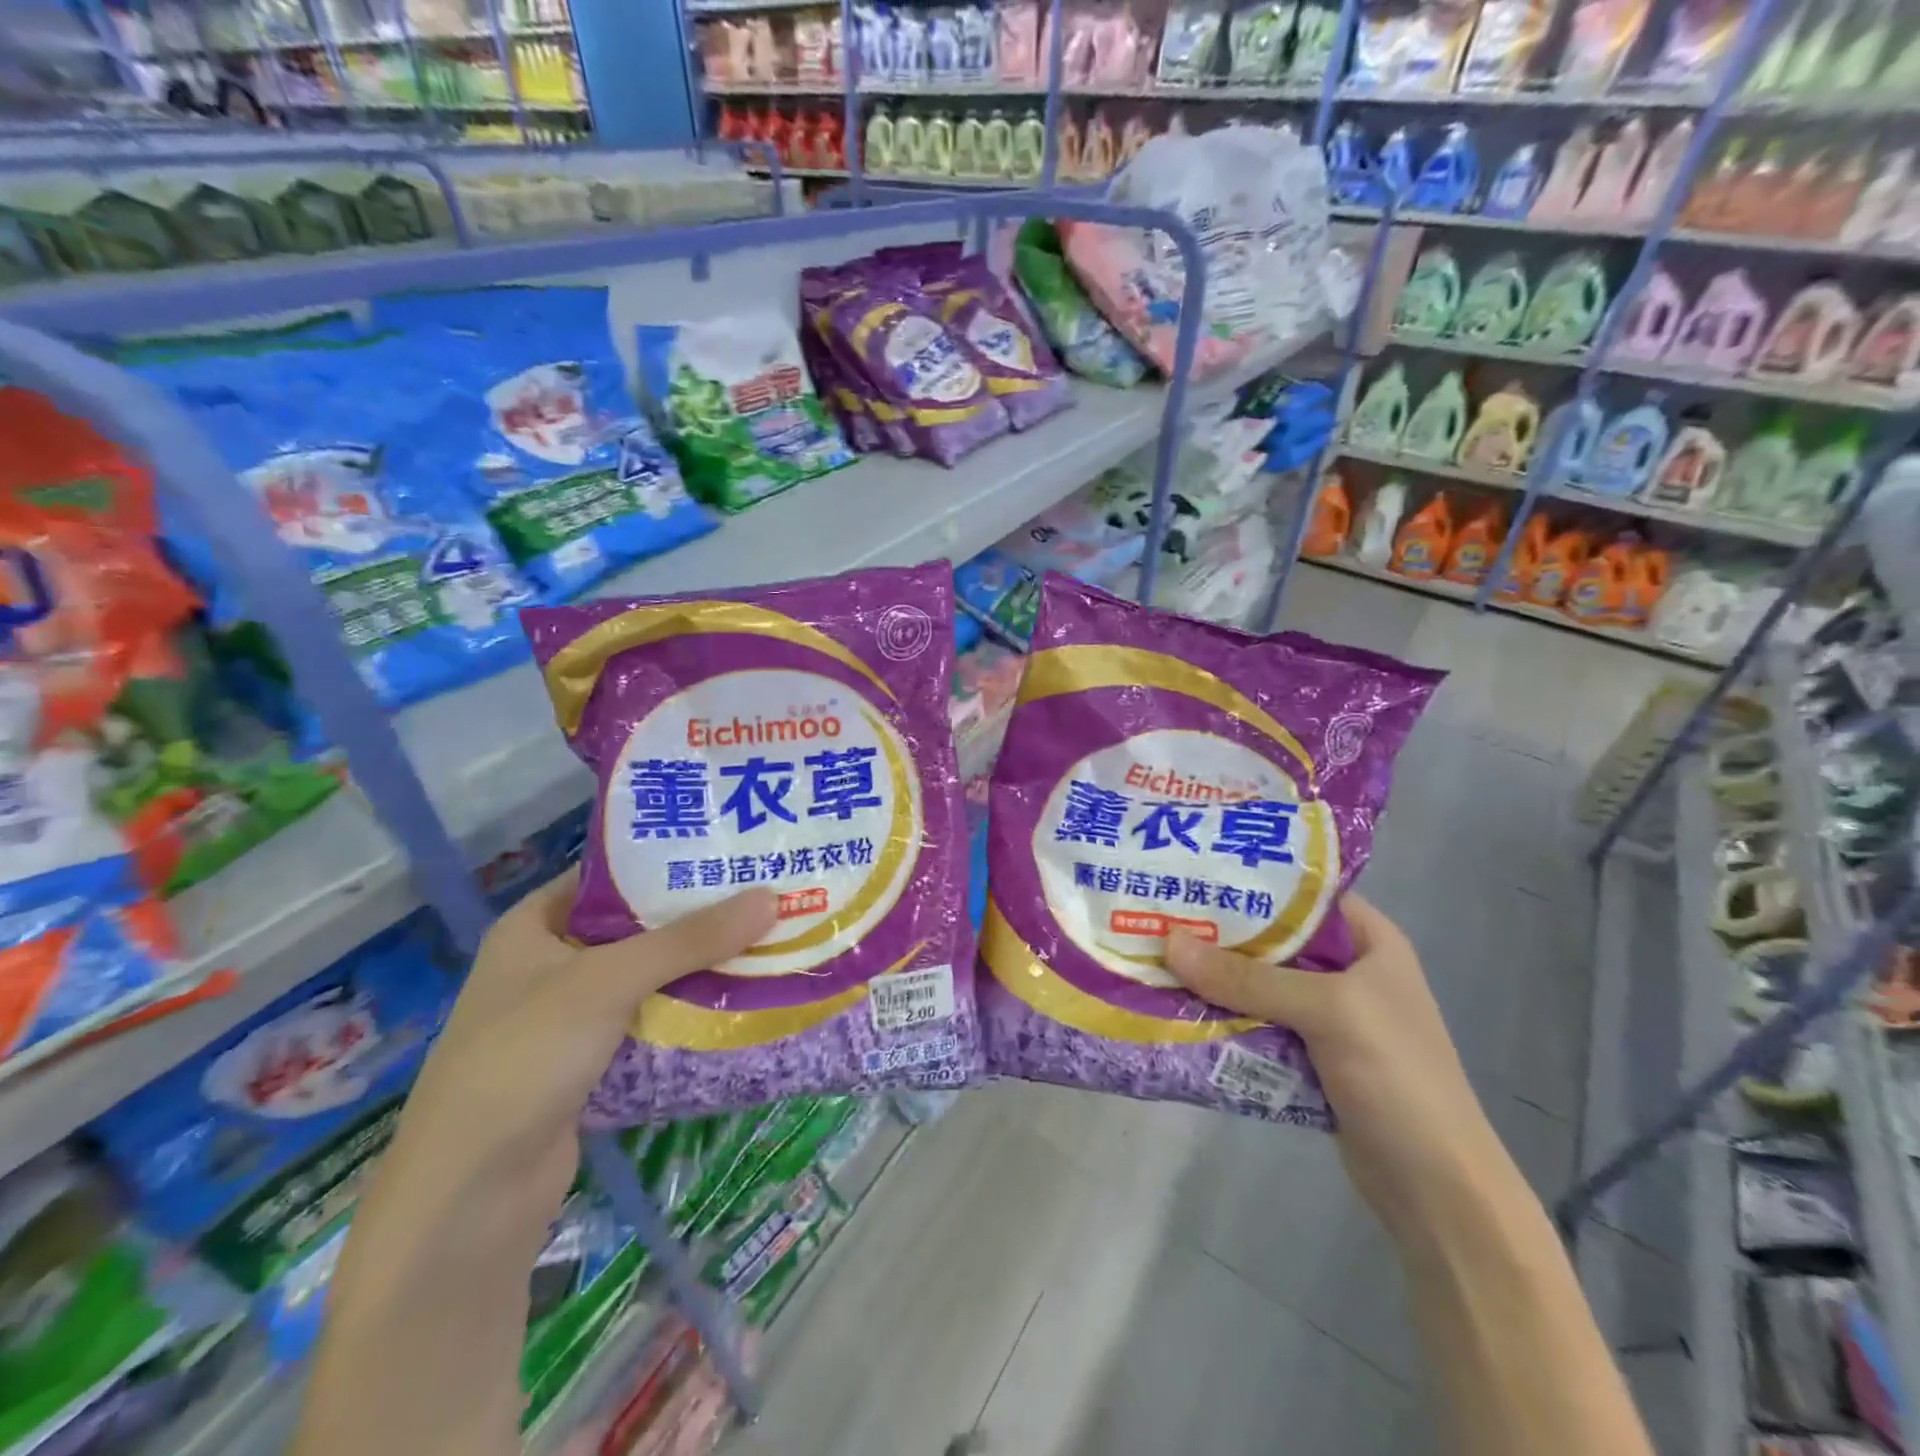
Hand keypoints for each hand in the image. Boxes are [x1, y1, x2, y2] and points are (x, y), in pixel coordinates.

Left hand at [382, 870, 778, 1241]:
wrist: (469, 1199)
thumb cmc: (525, 1059)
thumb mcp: (607, 982)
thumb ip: (689, 939)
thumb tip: (771, 898)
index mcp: (534, 926)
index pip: (609, 876)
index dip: (665, 860)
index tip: (728, 851)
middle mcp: (549, 965)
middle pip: (636, 927)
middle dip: (695, 918)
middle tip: (761, 897)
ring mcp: (569, 1019)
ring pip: (648, 978)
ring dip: (698, 968)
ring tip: (765, 942)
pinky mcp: (590, 1065)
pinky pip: (649, 1024)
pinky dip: (686, 1014)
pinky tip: (738, 1003)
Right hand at [1166, 895, 1520, 1249]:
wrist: (1437, 1191)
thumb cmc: (1398, 1078)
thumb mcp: (1328, 1012)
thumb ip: (1249, 978)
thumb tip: (1169, 942)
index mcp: (1368, 941)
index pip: (1303, 891)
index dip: (1251, 878)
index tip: (1194, 868)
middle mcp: (1346, 970)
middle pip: (1271, 939)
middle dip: (1219, 932)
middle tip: (1160, 914)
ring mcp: (1328, 1016)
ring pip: (1258, 984)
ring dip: (1214, 978)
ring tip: (1155, 956)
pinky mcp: (1308, 1056)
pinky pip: (1256, 1023)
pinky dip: (1223, 1018)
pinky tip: (1178, 1007)